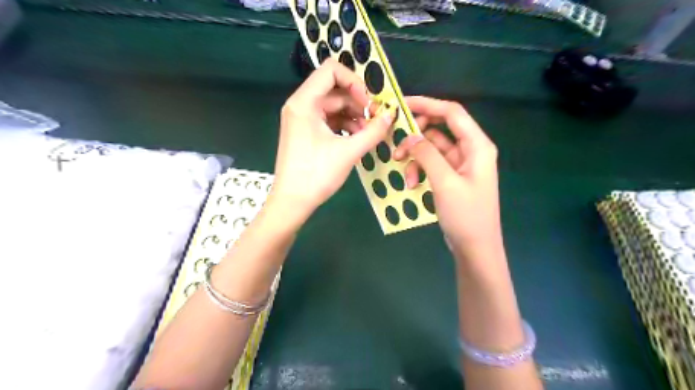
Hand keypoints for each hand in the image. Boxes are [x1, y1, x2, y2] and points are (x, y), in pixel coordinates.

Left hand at [267, 58, 392, 221]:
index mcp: (304, 102)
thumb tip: (392, 115)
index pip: (331, 70)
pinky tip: (358, 138)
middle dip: (358, 102)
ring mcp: (302, 119)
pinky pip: (329, 120)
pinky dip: (345, 125)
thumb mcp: (349, 152)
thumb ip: (373, 131)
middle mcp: (300, 105)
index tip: (369, 103)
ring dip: (354, 116)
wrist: (292, 202)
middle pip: (335, 90)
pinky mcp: (305, 132)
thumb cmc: (316, 175)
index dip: (355, 81)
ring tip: (369, 133)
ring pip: (333, 106)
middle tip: (377, 120)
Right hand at [393, 94, 502, 258]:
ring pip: (432, 149)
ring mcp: (460, 165)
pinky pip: (432, 164)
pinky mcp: (451, 177)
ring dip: (415, 158)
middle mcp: (470, 150)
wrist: (475, 248)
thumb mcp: (445, 182)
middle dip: (416, 137)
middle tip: (396, 144)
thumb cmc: (466, 215)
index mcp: (477, 146)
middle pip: (439, 130)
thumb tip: (411, 135)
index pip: (452, 113)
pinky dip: (420, 170)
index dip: (428, 104)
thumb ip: (427, 155)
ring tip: (404, 173)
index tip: (402, 104)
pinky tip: (411, 184)